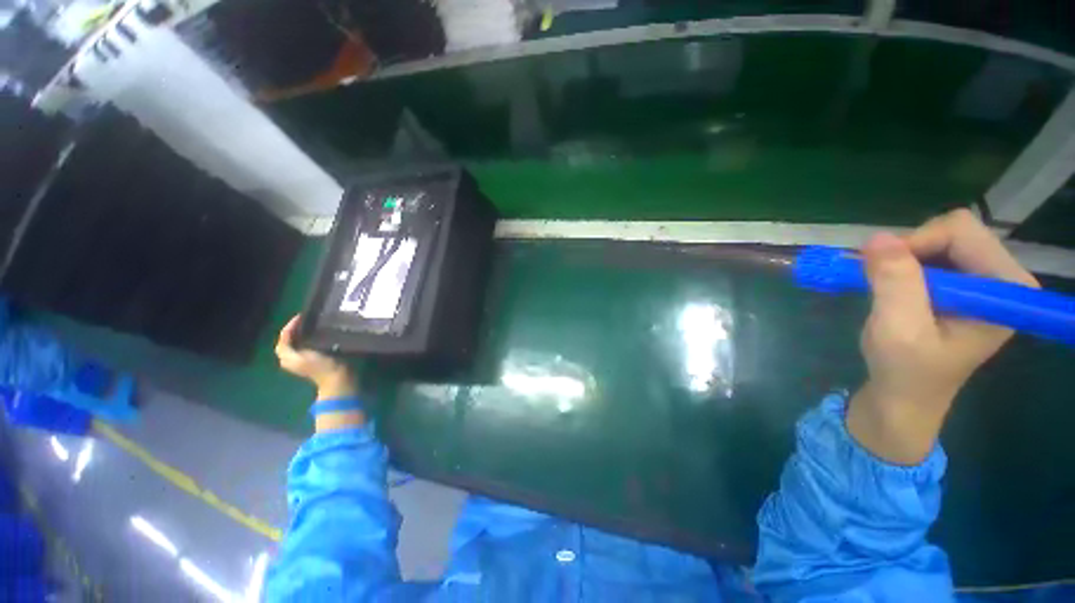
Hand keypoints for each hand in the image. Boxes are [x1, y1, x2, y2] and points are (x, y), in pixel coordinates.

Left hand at [275, 315, 356, 400]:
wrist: (338, 378)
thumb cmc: (319, 367)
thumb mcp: (299, 358)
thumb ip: (287, 347)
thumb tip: (288, 330)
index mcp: (286, 356)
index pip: (284, 336)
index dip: (290, 325)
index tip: (302, 315)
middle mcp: (294, 356)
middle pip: (291, 337)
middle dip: (297, 327)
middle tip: (309, 317)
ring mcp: (307, 357)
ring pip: (301, 339)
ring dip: (306, 331)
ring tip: (316, 322)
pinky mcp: (318, 357)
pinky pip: (311, 342)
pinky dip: (314, 335)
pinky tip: (322, 331)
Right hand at [847, 209, 1037, 464]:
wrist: (904, 397)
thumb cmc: (906, 370)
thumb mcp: (899, 328)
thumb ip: (895, 282)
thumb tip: (877, 237)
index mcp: (1004, 288)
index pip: (962, 232)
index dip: (917, 244)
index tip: (883, 271)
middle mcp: (1001, 278)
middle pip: (953, 232)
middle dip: (909, 251)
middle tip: (880, 280)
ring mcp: (983, 281)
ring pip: (939, 240)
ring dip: (903, 260)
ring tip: (884, 288)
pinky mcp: (964, 286)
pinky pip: (932, 254)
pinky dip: (903, 265)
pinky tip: (892, 289)